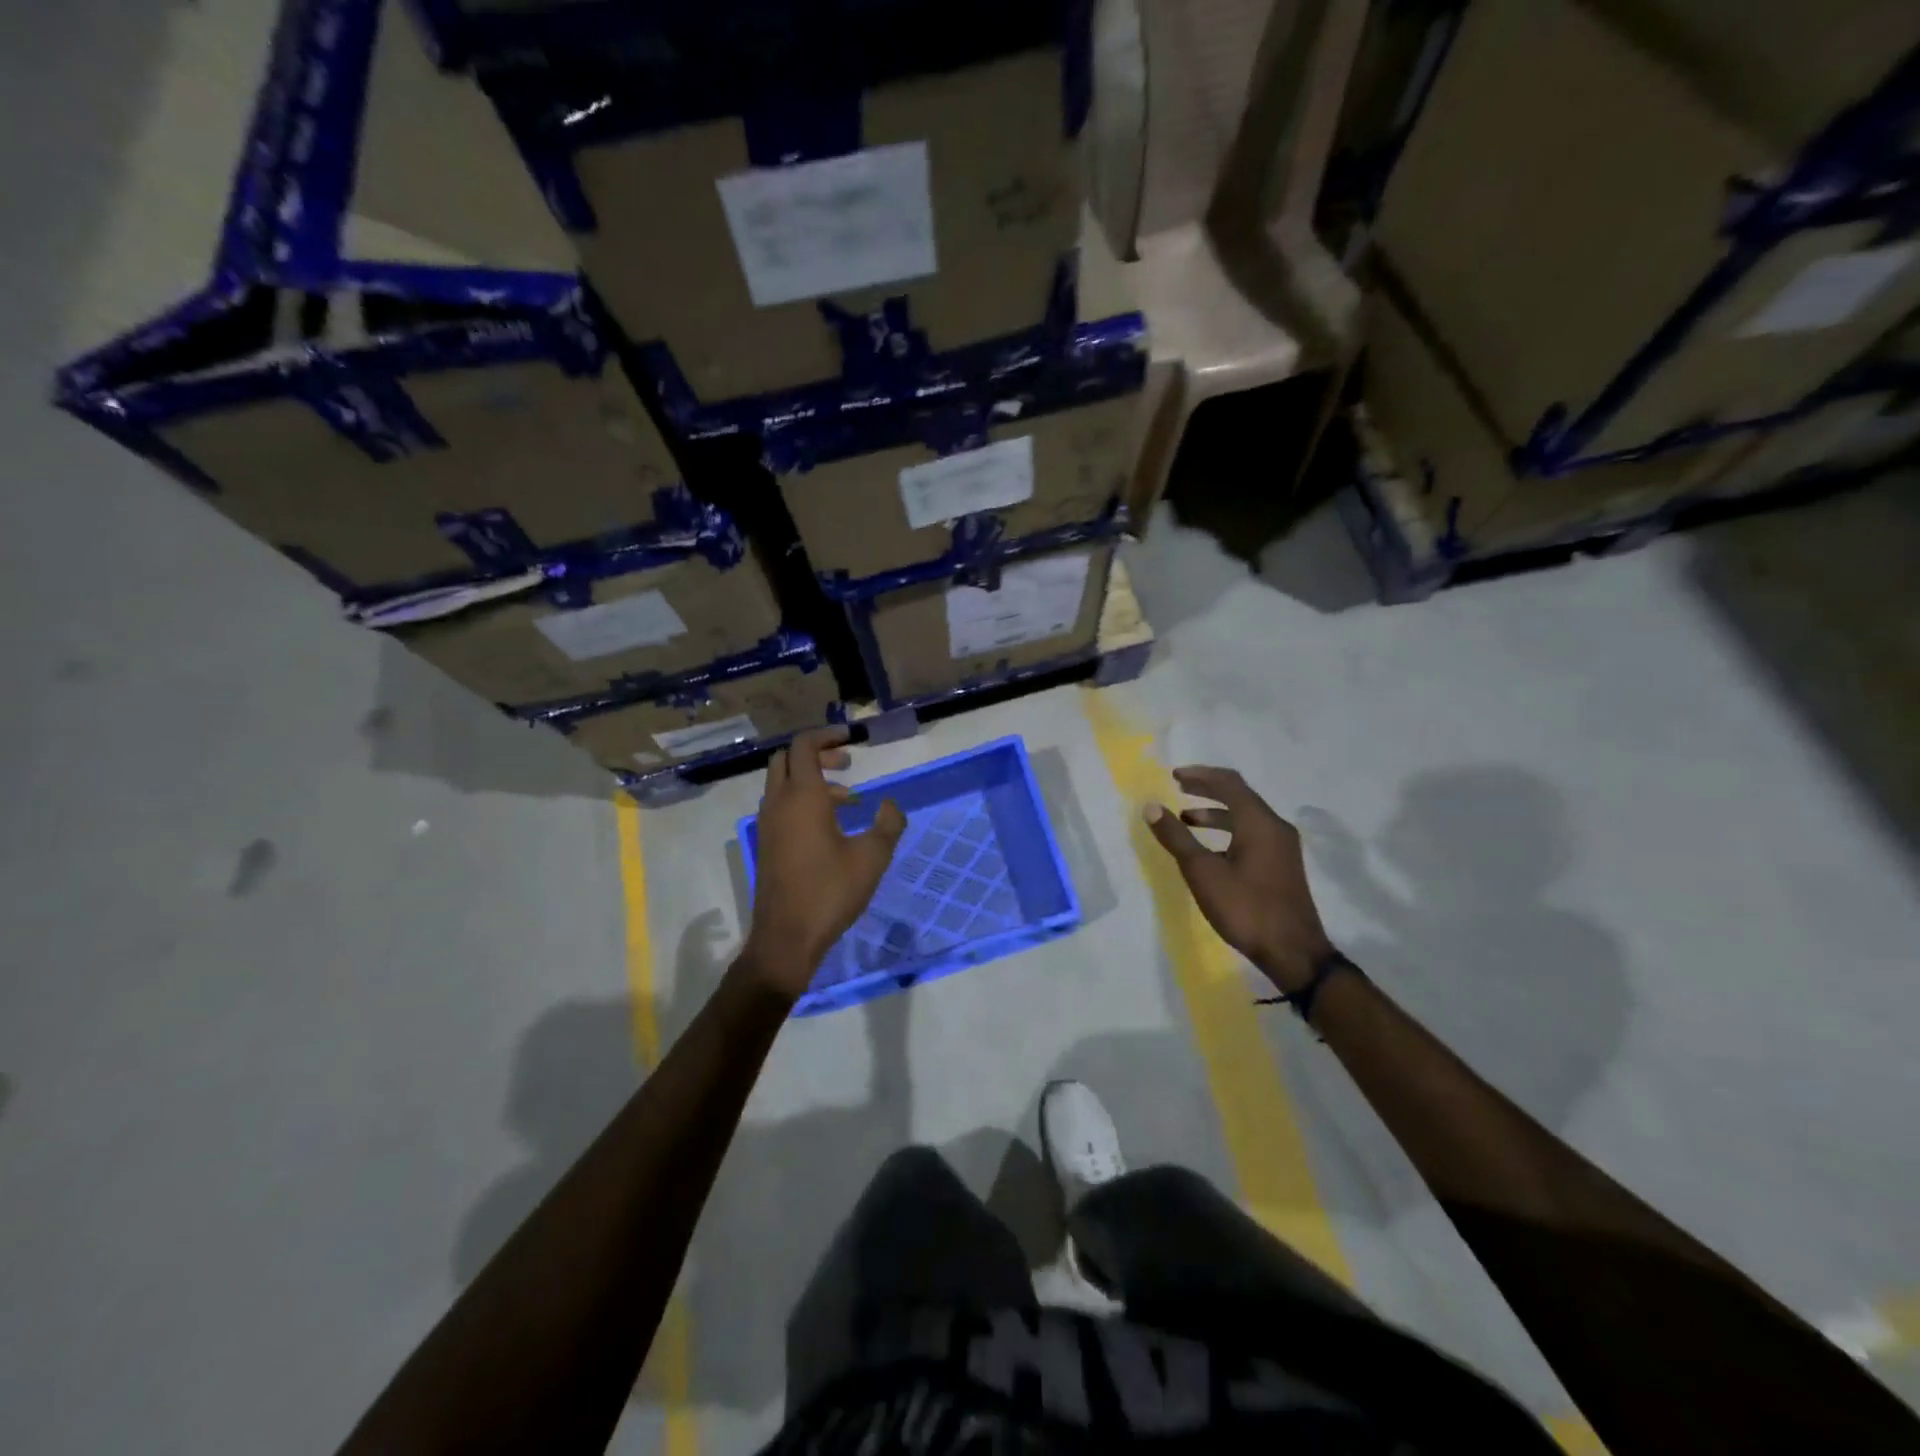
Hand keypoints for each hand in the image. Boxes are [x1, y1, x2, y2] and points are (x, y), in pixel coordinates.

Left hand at [741, 728, 904, 999]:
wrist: (787, 937)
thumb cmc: (830, 891)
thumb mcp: (872, 857)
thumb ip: (887, 824)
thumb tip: (890, 805)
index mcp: (802, 797)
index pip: (804, 746)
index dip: (827, 735)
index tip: (852, 738)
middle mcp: (778, 803)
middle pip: (787, 759)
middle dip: (817, 753)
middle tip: (847, 762)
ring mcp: (768, 824)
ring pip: (782, 783)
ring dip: (811, 779)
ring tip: (850, 799)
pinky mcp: (767, 844)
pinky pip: (781, 805)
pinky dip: (803, 800)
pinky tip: (831, 826)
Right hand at [1145, 766, 1336, 993]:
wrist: (1294, 953)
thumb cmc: (1246, 908)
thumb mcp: (1203, 872)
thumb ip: (1176, 837)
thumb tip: (1151, 807)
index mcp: (1259, 822)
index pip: (1229, 783)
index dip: (1200, 775)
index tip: (1174, 776)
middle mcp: (1275, 827)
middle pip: (1239, 796)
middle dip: (1207, 791)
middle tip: (1179, 789)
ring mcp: (1282, 848)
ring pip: (1246, 817)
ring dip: (1216, 814)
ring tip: (1186, 820)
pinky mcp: (1282, 866)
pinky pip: (1252, 834)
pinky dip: (1228, 831)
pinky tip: (1210, 850)